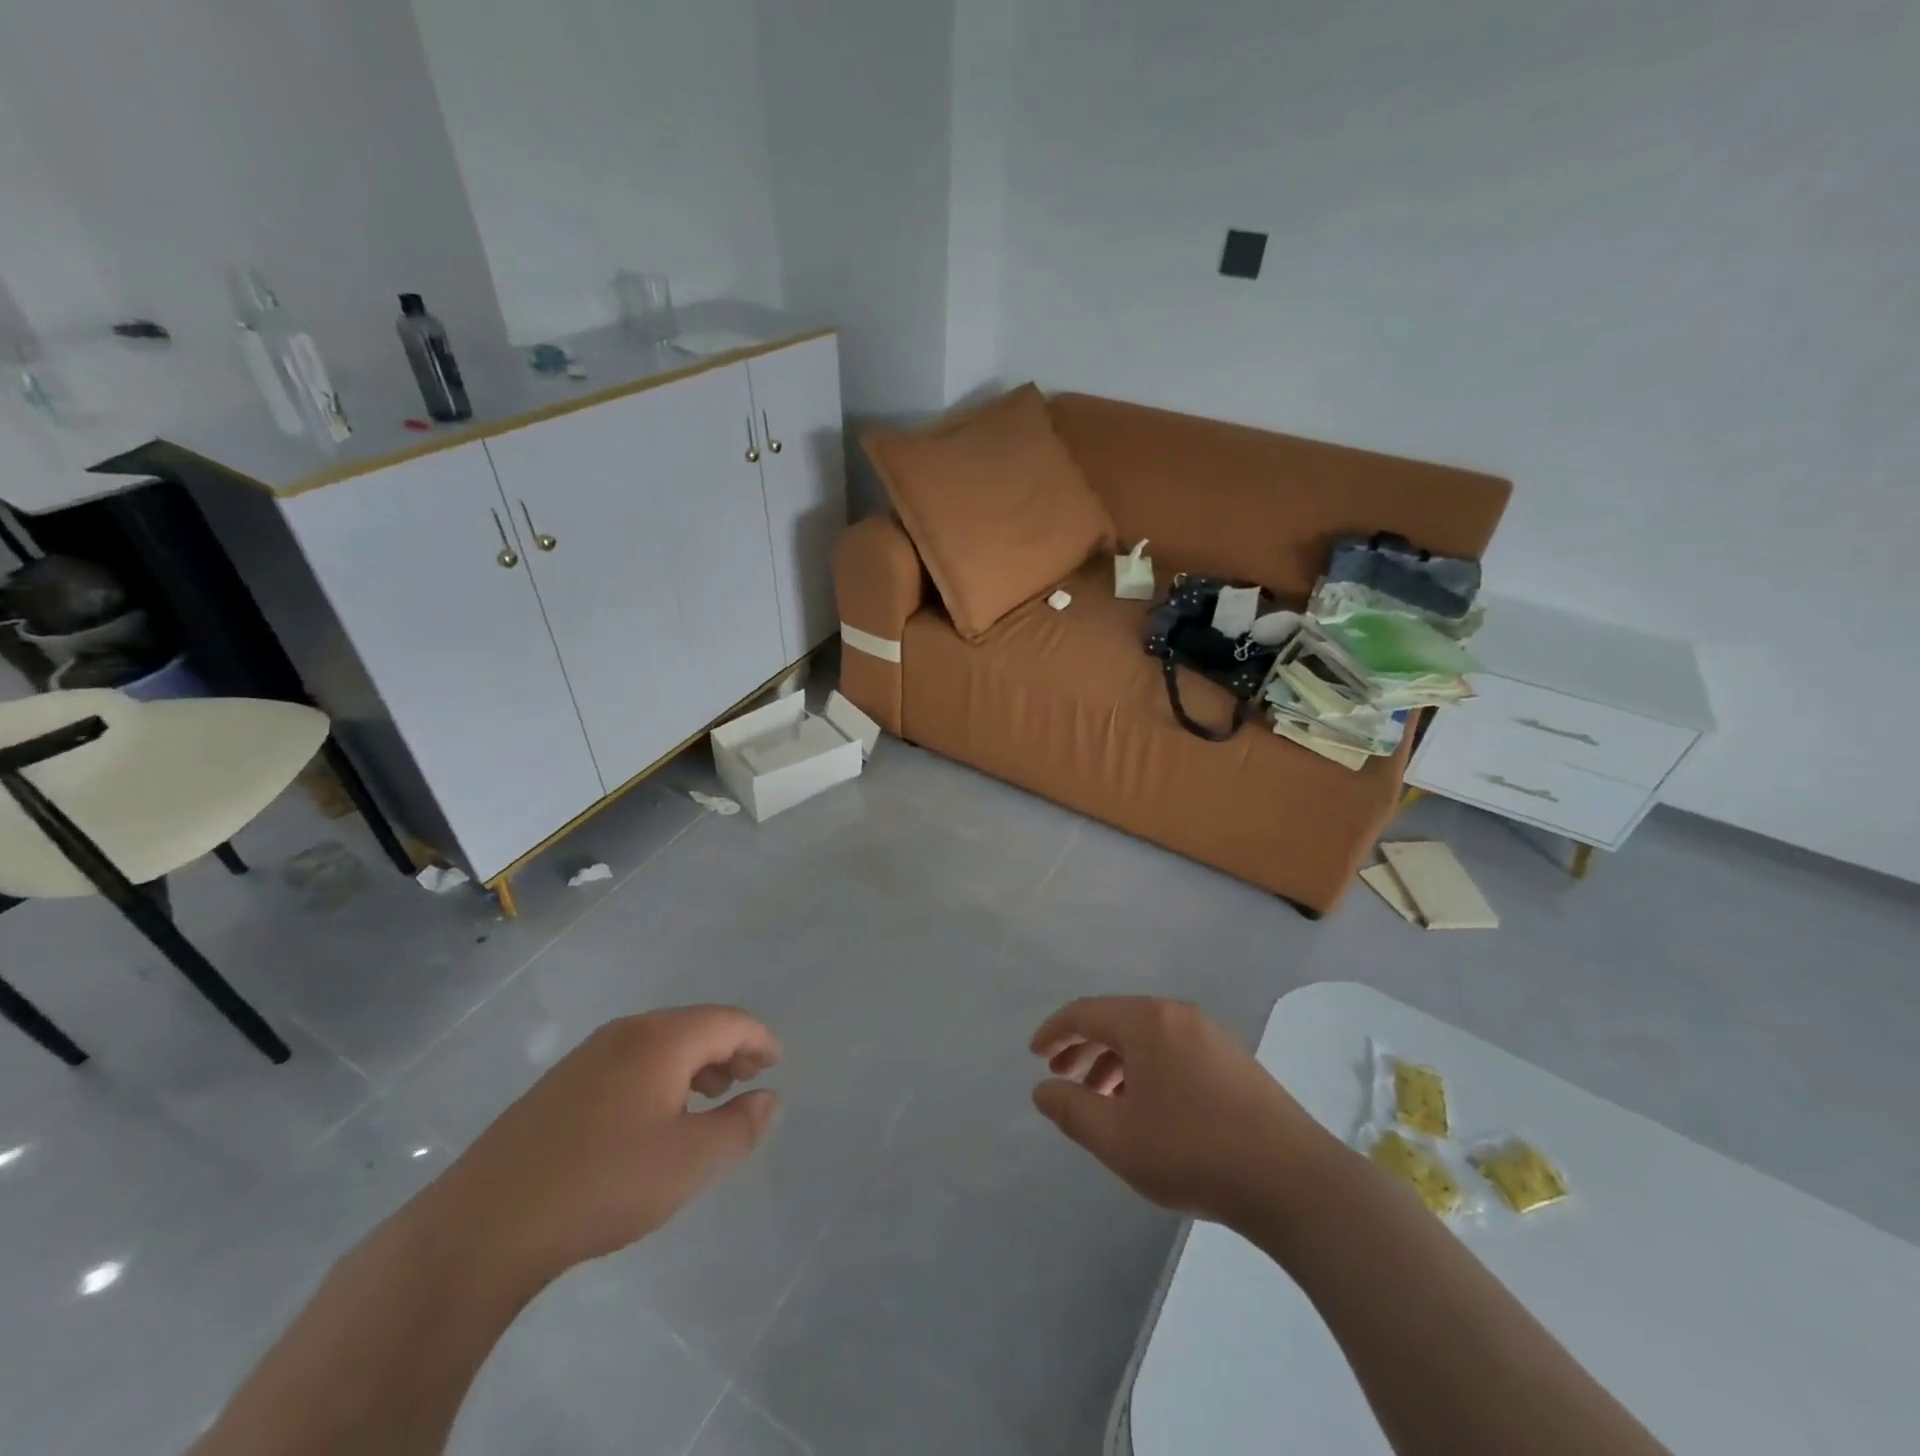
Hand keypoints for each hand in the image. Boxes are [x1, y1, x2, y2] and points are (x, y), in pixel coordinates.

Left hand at [436, 1006, 780, 1280]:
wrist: (483, 1226)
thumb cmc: (603, 1184)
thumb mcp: (689, 1162)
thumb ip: (740, 1126)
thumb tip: (769, 1098)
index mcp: (662, 1039)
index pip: (728, 1021)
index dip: (759, 1039)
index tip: (777, 1064)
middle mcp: (626, 1032)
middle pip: (694, 1025)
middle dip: (729, 1049)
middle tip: (749, 1080)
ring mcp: (588, 1056)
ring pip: (660, 1043)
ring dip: (695, 1063)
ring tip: (709, 1098)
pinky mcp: (561, 1084)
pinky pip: (630, 1061)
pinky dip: (661, 1075)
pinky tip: (655, 1116)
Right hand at [1030, 997, 1331, 1228]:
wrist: (1293, 1180)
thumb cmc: (1193, 1151)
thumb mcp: (1117, 1137)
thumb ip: (1071, 1110)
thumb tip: (1043, 1089)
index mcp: (1147, 1021)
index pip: (1086, 1012)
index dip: (1055, 1031)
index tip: (1035, 1054)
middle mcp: (1178, 1015)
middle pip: (1118, 1021)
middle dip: (1084, 1047)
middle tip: (1062, 1076)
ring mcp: (1211, 1035)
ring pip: (1147, 1039)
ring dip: (1115, 1062)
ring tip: (1101, 1101)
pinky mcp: (1234, 1061)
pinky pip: (1173, 1052)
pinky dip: (1146, 1070)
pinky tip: (1147, 1109)